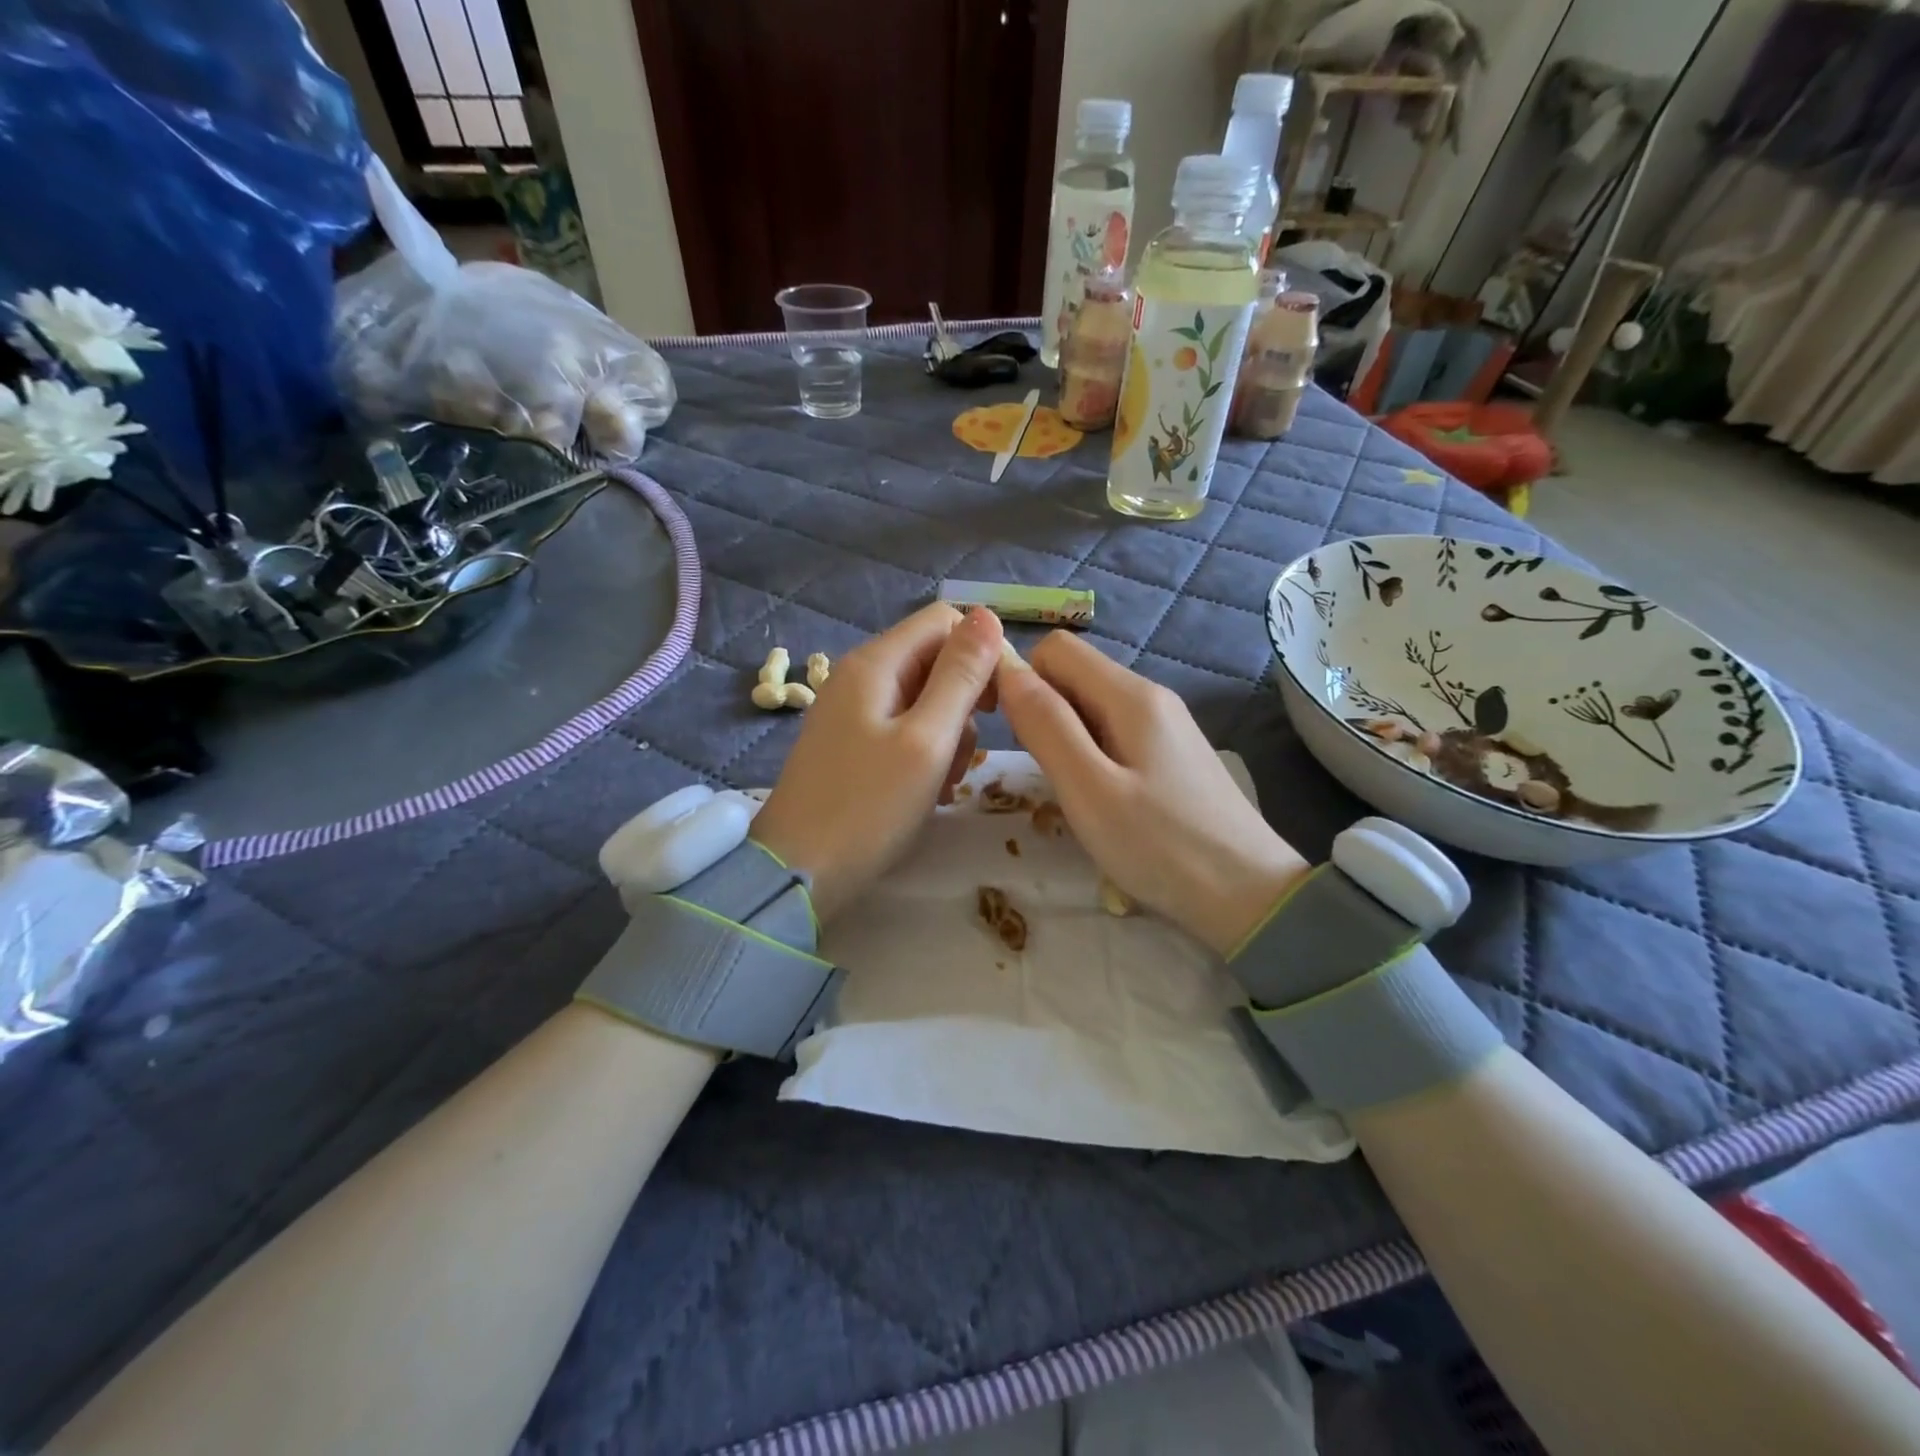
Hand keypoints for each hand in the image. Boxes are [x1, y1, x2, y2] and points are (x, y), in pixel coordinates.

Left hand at [751, 604, 1003, 923]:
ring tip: (944, 782)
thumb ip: (960, 676)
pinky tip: (927, 790)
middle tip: (968, 753)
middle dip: (964, 701)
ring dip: (948, 734)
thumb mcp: (926, 740)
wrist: (798, 871)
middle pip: (934, 660)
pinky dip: (925, 752)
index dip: (981, 651)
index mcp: (876, 663)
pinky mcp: (852, 743)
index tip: (999, 703)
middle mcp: (861, 676)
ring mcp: (853, 711)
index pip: (945, 621)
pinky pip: (904, 729)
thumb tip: (988, 615)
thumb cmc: (868, 807)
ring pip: (924, 698)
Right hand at [997, 631, 1309, 955]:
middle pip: (1075, 674)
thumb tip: (1006, 670)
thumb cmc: (1161, 845)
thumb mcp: (1088, 788)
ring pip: (1093, 706)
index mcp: (1131, 695)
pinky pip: (1115, 733)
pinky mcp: (1172, 755)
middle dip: (1043, 710)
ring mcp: (1166, 726)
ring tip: (1070, 791)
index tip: (1008, 731)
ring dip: (1066, 736)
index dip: (1022, 678)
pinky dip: (1092, 754)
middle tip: (1042, 771)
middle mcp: (1151, 697)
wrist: (1250, 896)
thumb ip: (1045, 725)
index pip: (1056, 648)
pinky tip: (1101, 799)